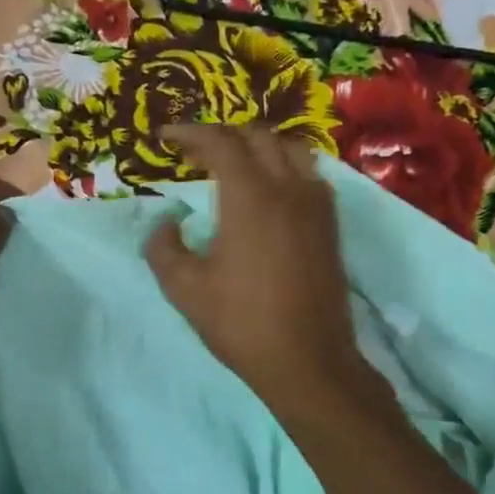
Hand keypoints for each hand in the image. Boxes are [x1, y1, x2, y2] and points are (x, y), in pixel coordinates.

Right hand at [144, 125, 363, 411]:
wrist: (307, 361)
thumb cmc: (241, 323)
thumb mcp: (184, 289)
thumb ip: (163, 248)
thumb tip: (167, 224)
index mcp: (250, 197)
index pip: (220, 143)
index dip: (189, 133)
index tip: (164, 137)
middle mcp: (288, 188)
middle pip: (257, 136)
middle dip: (222, 136)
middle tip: (193, 153)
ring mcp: (316, 205)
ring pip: (290, 149)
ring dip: (258, 146)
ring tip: (233, 164)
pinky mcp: (330, 225)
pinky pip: (309, 174)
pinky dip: (283, 166)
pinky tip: (269, 191)